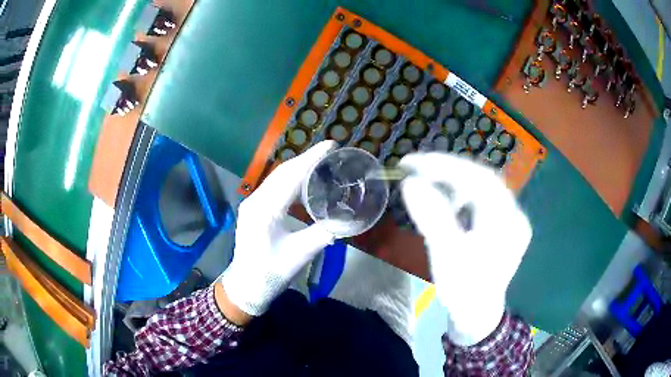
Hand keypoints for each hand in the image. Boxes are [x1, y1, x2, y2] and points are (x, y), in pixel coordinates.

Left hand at [218, 141, 336, 319]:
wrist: (246, 285)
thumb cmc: (271, 273)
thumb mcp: (300, 254)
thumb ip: (324, 233)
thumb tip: (348, 218)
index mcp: (264, 210)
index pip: (290, 176)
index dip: (311, 158)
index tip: (330, 145)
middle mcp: (255, 200)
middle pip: (282, 172)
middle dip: (306, 159)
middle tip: (330, 152)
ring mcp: (252, 203)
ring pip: (277, 178)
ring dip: (299, 168)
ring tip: (321, 163)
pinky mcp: (254, 209)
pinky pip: (274, 187)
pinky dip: (291, 180)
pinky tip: (305, 182)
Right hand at [399, 153, 531, 345]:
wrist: (477, 316)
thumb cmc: (464, 289)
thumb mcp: (447, 255)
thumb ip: (432, 217)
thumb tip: (410, 182)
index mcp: (507, 221)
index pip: (478, 178)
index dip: (445, 165)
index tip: (413, 162)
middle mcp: (514, 214)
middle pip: (481, 178)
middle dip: (447, 169)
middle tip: (415, 166)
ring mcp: (510, 219)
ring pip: (481, 187)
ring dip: (453, 180)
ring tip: (427, 181)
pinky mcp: (501, 225)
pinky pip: (481, 199)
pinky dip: (460, 193)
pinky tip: (446, 200)